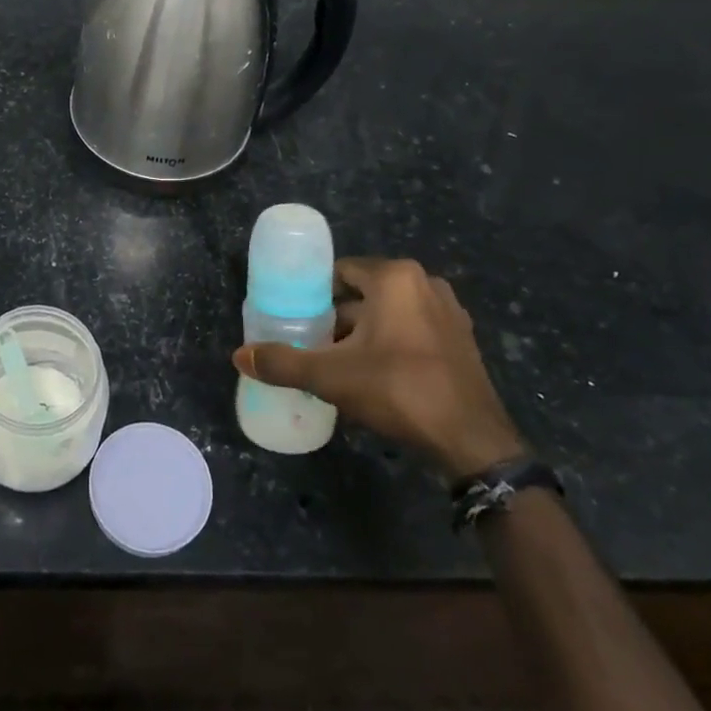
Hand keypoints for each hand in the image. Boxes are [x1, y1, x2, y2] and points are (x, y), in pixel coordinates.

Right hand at [233, 257, 525, 480]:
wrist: (471, 439)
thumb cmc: (398, 390)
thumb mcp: (331, 377)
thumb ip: (283, 363)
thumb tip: (239, 356)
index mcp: (394, 278)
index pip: (340, 271)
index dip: (313, 291)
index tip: (294, 314)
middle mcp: (424, 283)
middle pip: (364, 292)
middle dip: (336, 316)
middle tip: (310, 341)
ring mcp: (448, 311)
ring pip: (389, 312)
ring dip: (363, 331)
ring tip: (337, 360)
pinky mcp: (461, 339)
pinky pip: (412, 329)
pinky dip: (391, 342)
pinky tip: (374, 373)